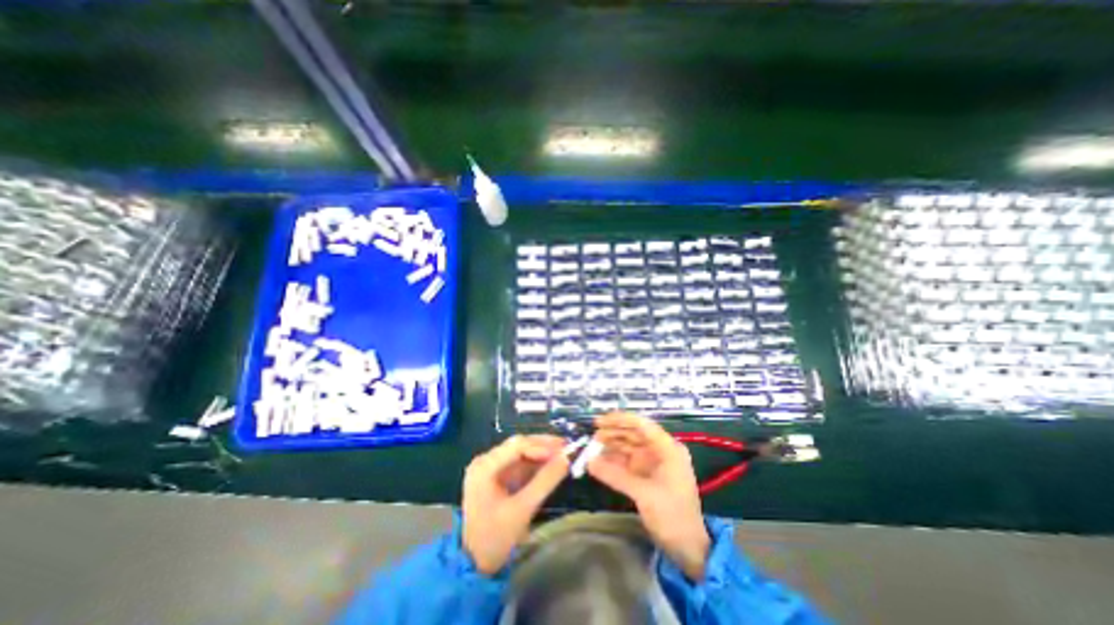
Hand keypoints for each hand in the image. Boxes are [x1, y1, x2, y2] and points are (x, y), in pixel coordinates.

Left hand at [462, 435, 567, 575]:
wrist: (474, 566)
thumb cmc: (495, 538)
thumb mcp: (523, 509)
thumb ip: (545, 481)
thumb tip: (567, 458)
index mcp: (484, 466)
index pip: (517, 445)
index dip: (542, 445)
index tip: (564, 450)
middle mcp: (486, 461)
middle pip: (519, 445)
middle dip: (544, 447)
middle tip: (568, 448)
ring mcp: (491, 467)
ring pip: (521, 453)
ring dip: (542, 454)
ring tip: (563, 455)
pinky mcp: (497, 476)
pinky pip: (520, 464)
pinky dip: (536, 464)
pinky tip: (551, 465)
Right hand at [587, 416, 707, 581]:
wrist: (688, 548)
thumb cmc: (672, 516)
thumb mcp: (645, 494)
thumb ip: (616, 476)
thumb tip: (589, 462)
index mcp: (667, 448)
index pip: (642, 425)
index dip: (620, 420)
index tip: (599, 422)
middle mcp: (660, 451)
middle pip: (633, 434)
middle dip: (613, 433)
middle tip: (593, 435)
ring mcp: (652, 463)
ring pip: (628, 447)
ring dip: (611, 446)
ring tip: (592, 447)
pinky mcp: (646, 476)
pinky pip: (627, 462)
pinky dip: (613, 461)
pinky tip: (599, 462)